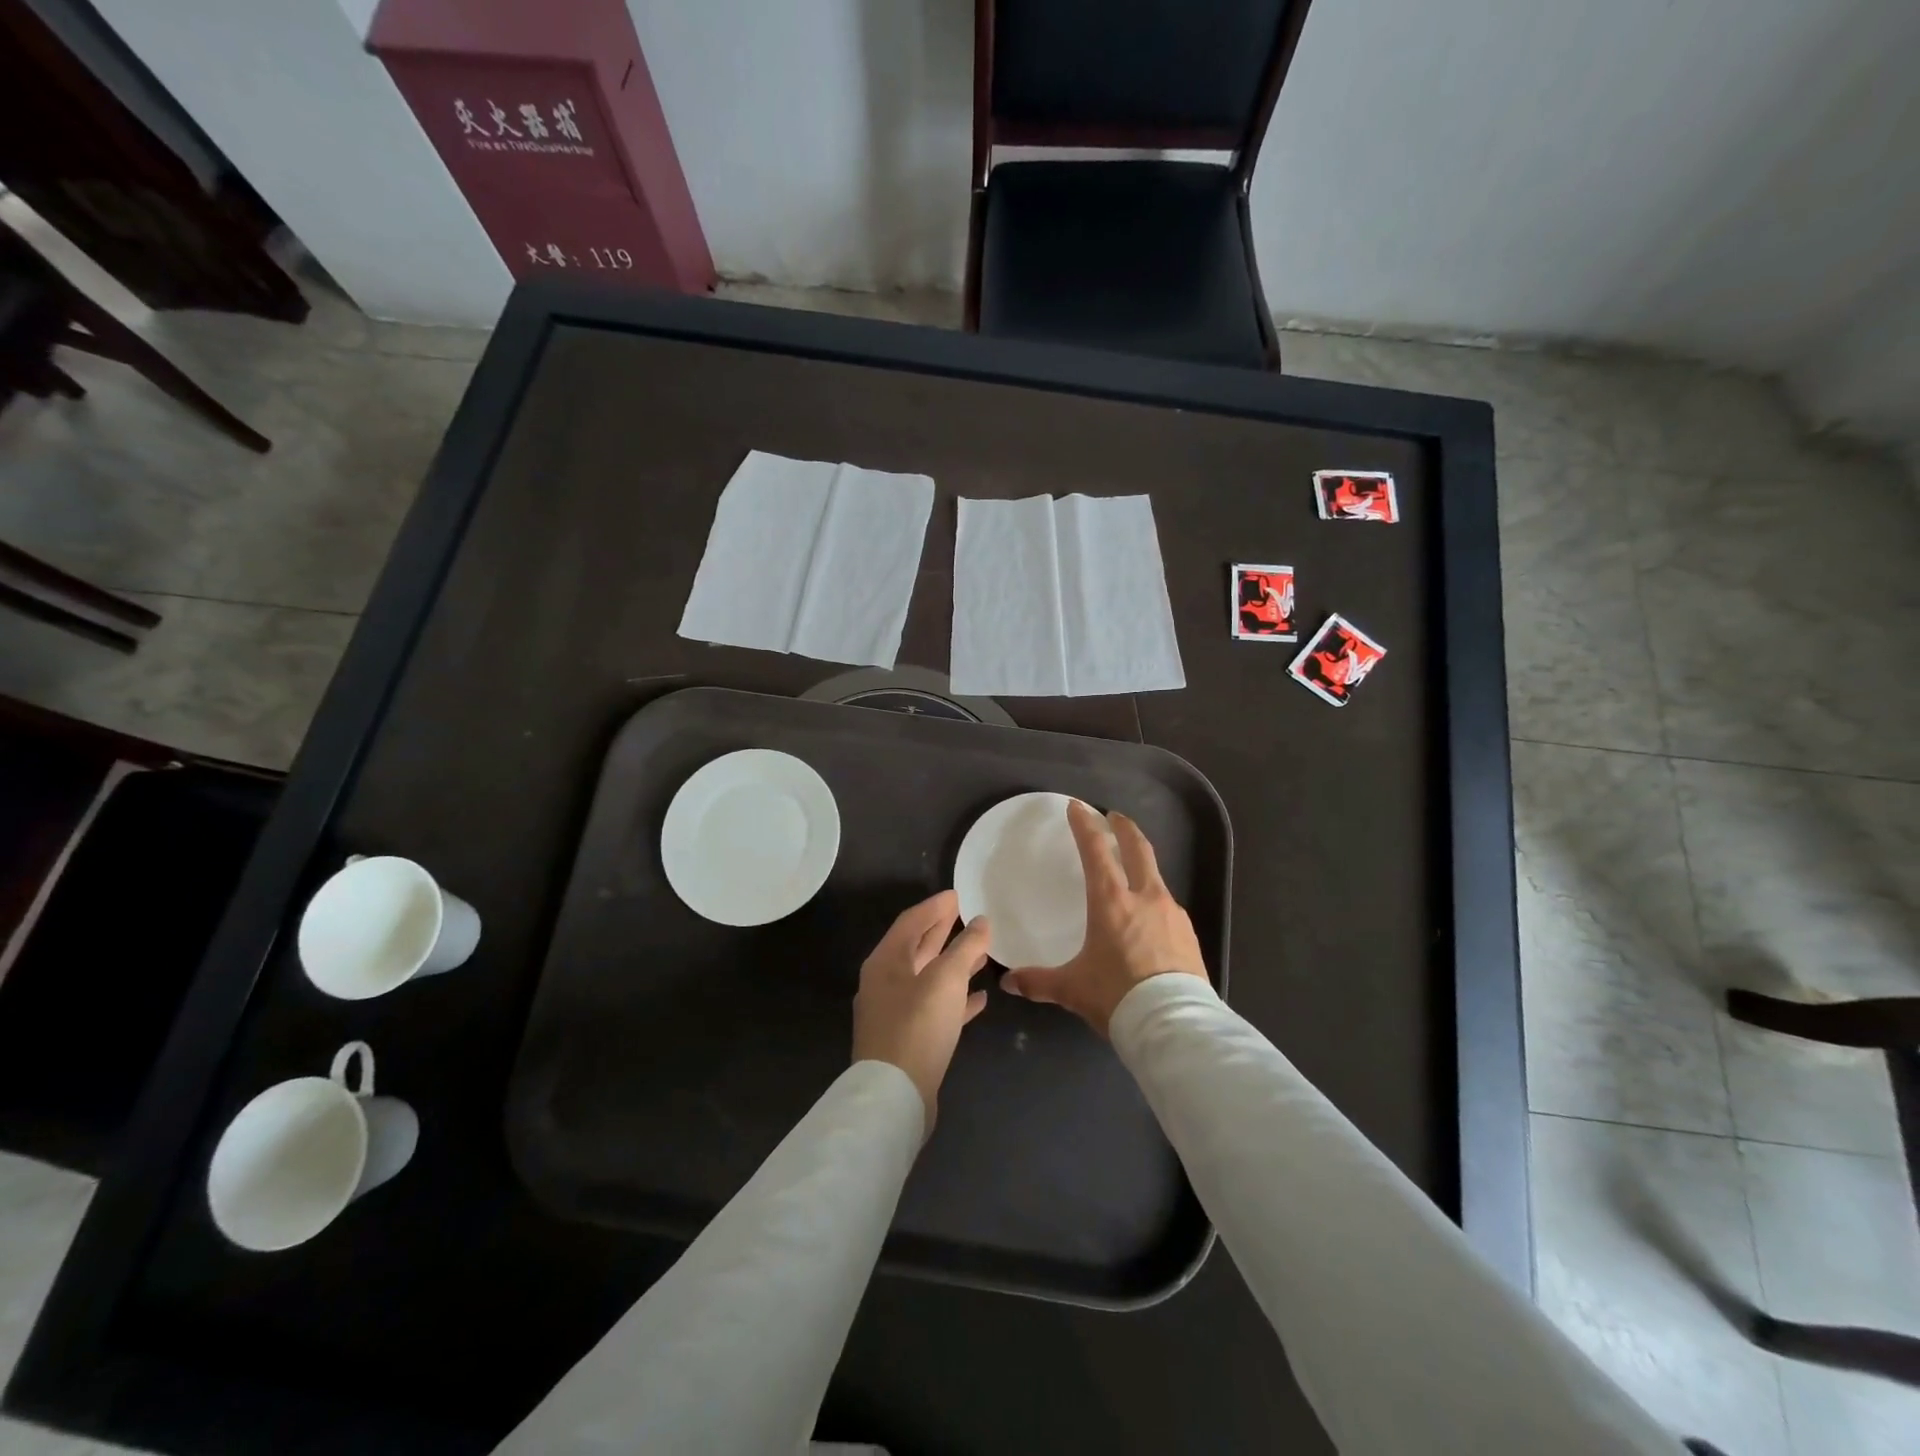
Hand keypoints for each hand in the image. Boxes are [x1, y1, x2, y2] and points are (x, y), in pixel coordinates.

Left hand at [852, 890, 990, 1134]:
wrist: (895, 1096)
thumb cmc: (918, 1026)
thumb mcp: (946, 979)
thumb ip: (966, 948)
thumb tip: (981, 921)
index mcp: (886, 961)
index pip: (911, 921)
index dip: (935, 906)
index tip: (958, 894)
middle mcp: (885, 982)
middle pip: (917, 948)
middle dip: (943, 932)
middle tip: (969, 916)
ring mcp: (894, 1013)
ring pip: (928, 978)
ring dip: (953, 964)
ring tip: (982, 953)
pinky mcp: (908, 1039)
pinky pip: (935, 1008)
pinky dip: (956, 999)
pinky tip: (980, 999)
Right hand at [1000, 801, 1206, 1034]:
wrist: (1174, 1025)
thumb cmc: (1117, 996)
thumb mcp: (1072, 989)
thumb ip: (1039, 981)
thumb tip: (1009, 982)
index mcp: (1111, 901)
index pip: (1096, 850)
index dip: (1085, 825)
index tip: (1078, 807)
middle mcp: (1144, 897)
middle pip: (1137, 849)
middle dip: (1124, 828)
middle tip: (1114, 817)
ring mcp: (1172, 914)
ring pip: (1156, 877)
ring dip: (1142, 865)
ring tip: (1131, 872)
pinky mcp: (1189, 934)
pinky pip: (1168, 907)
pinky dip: (1154, 900)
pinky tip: (1149, 919)